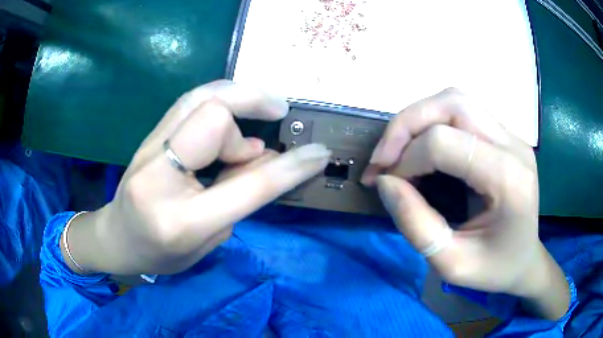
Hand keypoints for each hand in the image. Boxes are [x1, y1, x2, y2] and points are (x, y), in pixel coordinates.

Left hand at [62, 80, 330, 275]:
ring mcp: (149, 149)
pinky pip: (189, 102)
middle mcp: (159, 176)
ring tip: (263, 104)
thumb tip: (266, 156)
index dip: (289, 167)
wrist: (117, 238)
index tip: (318, 153)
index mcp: (180, 221)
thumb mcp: (208, 240)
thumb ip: (238, 197)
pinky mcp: (149, 136)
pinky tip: (235, 109)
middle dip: (252, 107)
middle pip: (211, 118)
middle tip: (279, 111)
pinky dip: (220, 98)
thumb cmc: (161, 254)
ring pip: (198, 98)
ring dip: (238, 95)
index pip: (245, 185)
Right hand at [363, 88, 568, 319]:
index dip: (406, 159)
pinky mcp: (504, 135)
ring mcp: (511, 135)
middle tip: (382, 158)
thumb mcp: (451, 265)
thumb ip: (416, 225)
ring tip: (398, 151)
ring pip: (455, 100)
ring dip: (418, 119)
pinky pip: (462, 112)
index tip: (387, 184)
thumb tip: (385, 182)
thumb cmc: (494, 269)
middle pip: (452, 104)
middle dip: (406, 125)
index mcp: (508, 180)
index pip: (445, 143)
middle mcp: (513, 145)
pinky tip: (423, 148)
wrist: (525, 260)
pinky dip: (433, 122)